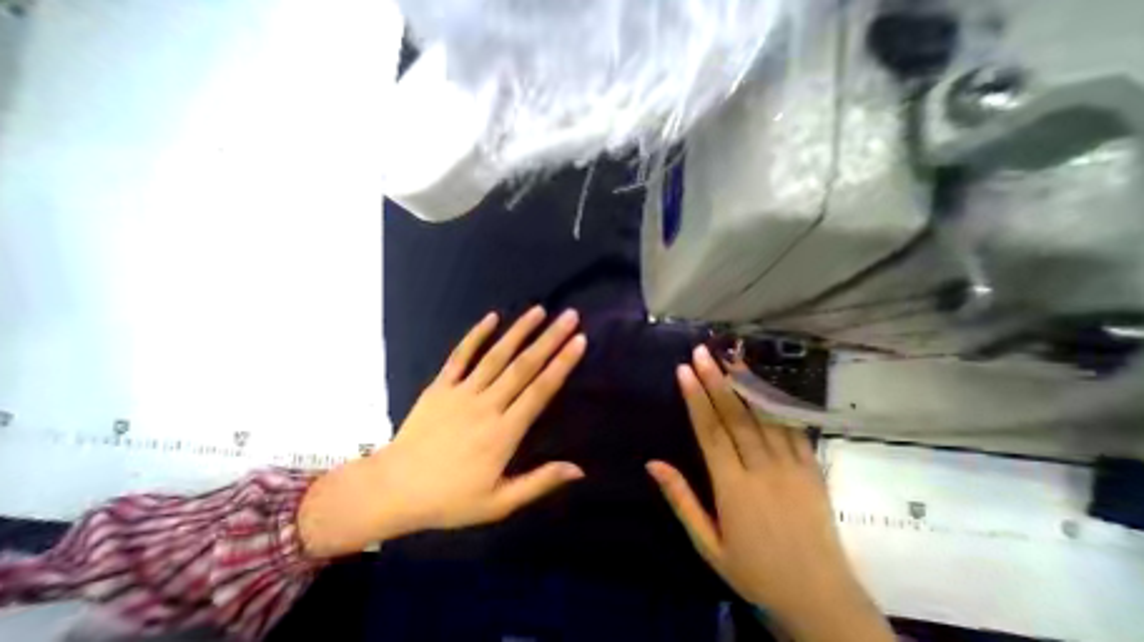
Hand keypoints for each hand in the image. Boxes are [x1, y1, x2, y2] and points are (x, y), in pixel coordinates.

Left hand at [298, 307, 584, 555]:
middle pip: (524, 366)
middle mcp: (486, 405)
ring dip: (519, 331)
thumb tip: (579, 470)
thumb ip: (539, 483)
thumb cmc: (450, 499)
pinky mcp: (440, 386)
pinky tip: (492, 317)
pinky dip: (476, 335)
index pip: (540, 390)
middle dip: (550, 339)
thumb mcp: (498, 504)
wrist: (392, 490)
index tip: (579, 341)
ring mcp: (461, 392)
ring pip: (496, 355)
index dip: (562, 364)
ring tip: (539, 310)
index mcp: (503, 432)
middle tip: (569, 316)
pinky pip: (460, 355)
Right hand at [646, 350, 888, 639]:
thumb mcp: (706, 544)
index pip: (709, 431)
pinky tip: (765, 384)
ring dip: (745, 384)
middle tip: (702, 353)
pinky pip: (792, 430)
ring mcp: (792, 468)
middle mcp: (761, 471)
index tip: (683, 371)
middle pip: (735, 416)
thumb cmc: (754, 572)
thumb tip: (652, 463)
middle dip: (716, 380)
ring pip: (764, 416)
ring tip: (730, 358)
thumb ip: (680, 499)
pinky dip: (777, 404)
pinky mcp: (812, 471)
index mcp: (732, 488)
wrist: (823, 604)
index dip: (695, 398)